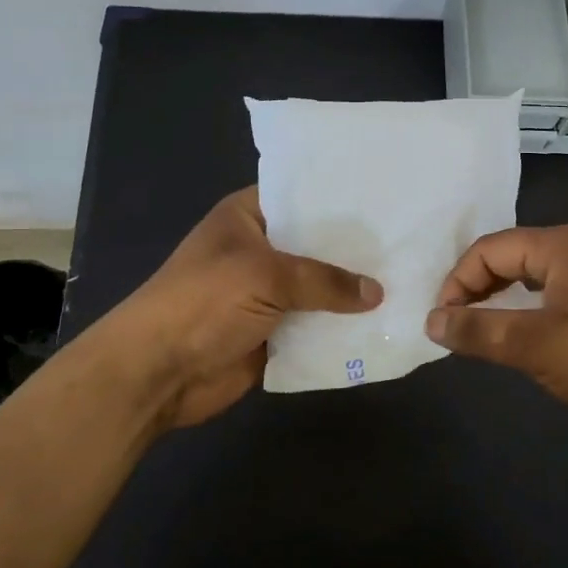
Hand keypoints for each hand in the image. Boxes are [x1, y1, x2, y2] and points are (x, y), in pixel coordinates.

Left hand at [97, 187, 381, 430]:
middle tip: (410, 244)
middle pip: (316, 246)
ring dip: (351, 294)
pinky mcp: (273, 331)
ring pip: (319, 288)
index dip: (341, 199)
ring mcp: (266, 293)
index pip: (302, 196)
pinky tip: (382, 323)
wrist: (158, 371)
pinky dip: (339, 328)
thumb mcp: (266, 276)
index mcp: (249, 217)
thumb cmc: (204, 302)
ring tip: (408, 284)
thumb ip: (325, 281)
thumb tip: (377, 293)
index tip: (387, 198)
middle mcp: (260, 249)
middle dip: (355, 251)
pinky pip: (314, 325)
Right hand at [425, 225, 567, 455]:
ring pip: (541, 279)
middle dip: (481, 289)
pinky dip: (538, 314)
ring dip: (508, 303)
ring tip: (489, 334)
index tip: (441, 320)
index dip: (458, 280)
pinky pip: (565, 299)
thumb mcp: (536, 346)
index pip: (490, 248)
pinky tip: (536, 342)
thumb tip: (432, 320)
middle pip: (516, 257)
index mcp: (563, 245)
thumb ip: (479, 331)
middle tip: (459, 326)